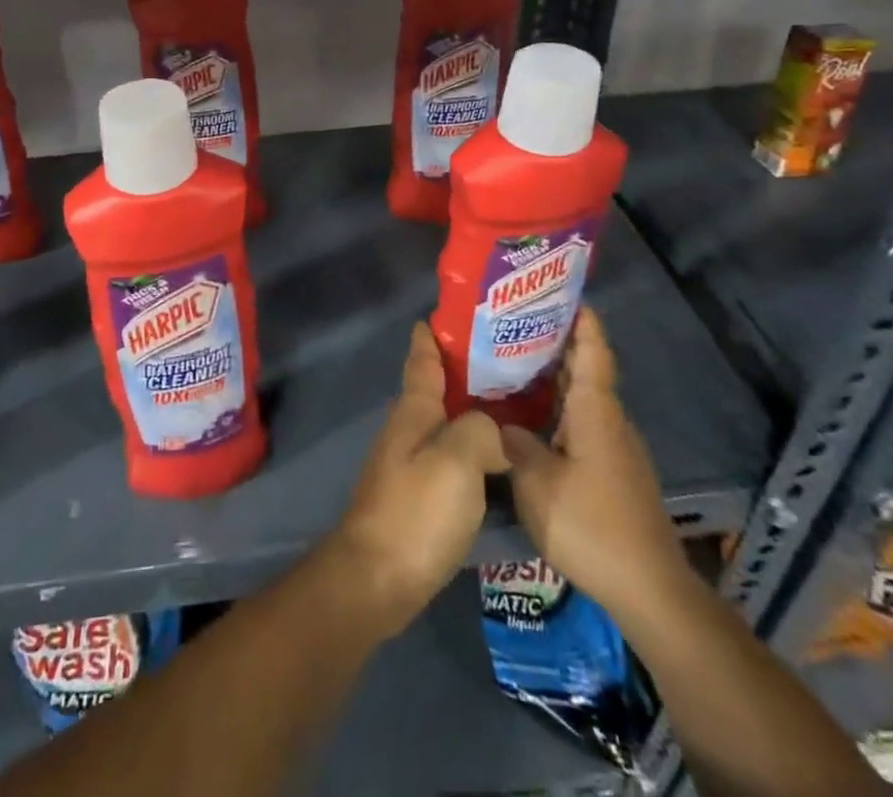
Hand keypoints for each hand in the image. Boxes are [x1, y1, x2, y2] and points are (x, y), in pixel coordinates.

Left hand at [325, 323, 507, 640]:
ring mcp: (411, 464)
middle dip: (466, 370)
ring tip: (515, 405)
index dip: (434, 334)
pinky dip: (474, 447)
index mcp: (413, 411)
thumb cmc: (416, 511)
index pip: (422, 359)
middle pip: (438, 389)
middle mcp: (409, 429)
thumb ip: (481, 431)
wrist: (377, 579)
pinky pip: (452, 457)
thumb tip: (496, 431)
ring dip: (473, 410)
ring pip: (446, 423)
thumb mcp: (456, 460)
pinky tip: (499, 458)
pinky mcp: (420, 497)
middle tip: (510, 358)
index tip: (453, 313)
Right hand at [501, 308, 686, 614]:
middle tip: (514, 323)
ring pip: (582, 398)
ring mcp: (615, 448)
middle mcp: (609, 420)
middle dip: (555, 343)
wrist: (649, 591)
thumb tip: (498, 422)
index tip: (562, 292)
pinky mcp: (614, 473)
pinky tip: (530, 417)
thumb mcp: (537, 482)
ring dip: (553, 378)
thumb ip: (514, 444)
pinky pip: (582, 423)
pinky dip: (558, 408)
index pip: (592, 351)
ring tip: (512, 363)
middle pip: (585, 369)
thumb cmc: (591, 525)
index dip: (581, 320)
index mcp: (595, 411)